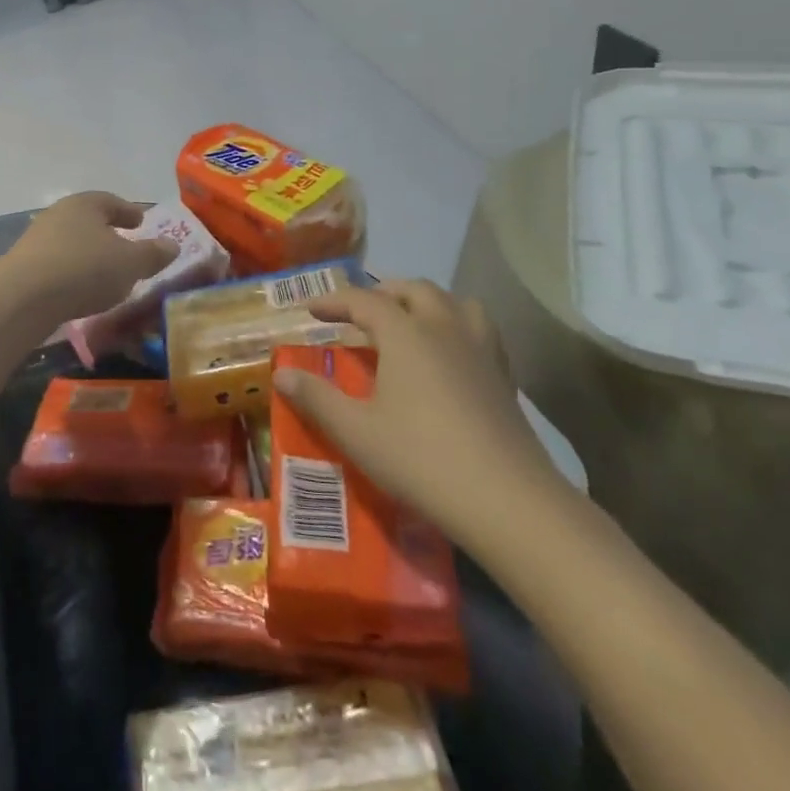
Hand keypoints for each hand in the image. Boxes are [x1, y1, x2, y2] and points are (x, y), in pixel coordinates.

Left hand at [2, 192, 178, 324]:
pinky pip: (56, 263)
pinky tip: (80, 289)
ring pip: (71, 241)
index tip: (141, 222)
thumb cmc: (85, 269)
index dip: (129, 211)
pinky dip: (72, 271)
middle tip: (125, 245)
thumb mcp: (130, 263)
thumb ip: (152, 254)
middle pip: (88, 220)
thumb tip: (172, 244)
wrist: (24, 297)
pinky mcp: (23, 266)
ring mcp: (37, 240)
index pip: (111, 201)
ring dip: (88, 253)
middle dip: (107, 232)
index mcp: (85, 204)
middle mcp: (58, 214)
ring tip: (104, 272)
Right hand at [274, 280, 570, 552]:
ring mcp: (481, 350)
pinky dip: (455, 327)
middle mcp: (445, 329)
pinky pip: (478, 330)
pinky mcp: (504, 377)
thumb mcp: (356, 432)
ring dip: (426, 303)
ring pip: (454, 303)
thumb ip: (316, 398)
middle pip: (414, 290)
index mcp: (406, 334)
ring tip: (408, 324)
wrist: (508, 501)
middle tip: (359, 313)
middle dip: (382, 293)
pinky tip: (447, 358)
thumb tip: (281, 373)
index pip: (365, 300)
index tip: (311, 309)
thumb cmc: (421, 459)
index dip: (335, 300)